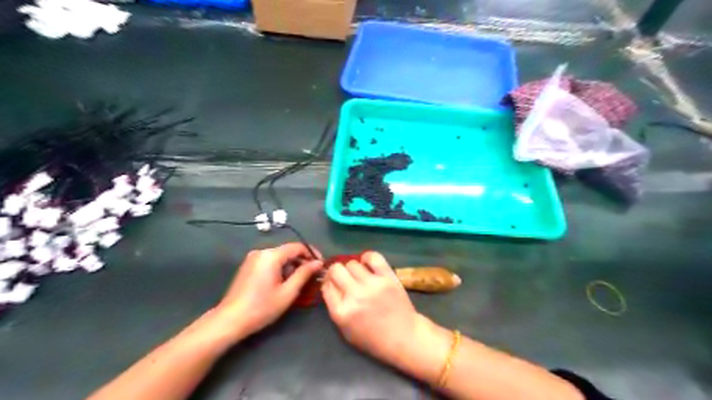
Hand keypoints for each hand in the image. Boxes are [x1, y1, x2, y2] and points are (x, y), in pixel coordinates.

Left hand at [211, 243, 323, 339]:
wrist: (230, 320)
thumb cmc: (261, 307)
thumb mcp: (288, 292)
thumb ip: (304, 274)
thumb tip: (319, 263)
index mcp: (271, 255)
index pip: (298, 246)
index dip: (312, 254)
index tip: (321, 265)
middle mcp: (262, 252)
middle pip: (288, 251)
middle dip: (302, 261)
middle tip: (313, 276)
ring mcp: (253, 258)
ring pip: (280, 257)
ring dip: (292, 266)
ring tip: (300, 282)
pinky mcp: (248, 266)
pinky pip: (270, 261)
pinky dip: (281, 268)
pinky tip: (284, 283)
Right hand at [323, 252, 427, 363]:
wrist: (404, 337)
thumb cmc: (373, 339)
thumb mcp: (345, 330)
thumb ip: (335, 307)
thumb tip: (330, 284)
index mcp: (341, 312)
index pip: (326, 286)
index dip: (328, 283)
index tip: (334, 284)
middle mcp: (354, 295)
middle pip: (336, 270)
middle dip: (336, 273)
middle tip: (344, 278)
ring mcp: (371, 284)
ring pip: (352, 263)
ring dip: (353, 269)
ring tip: (359, 275)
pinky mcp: (387, 277)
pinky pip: (373, 257)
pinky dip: (367, 257)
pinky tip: (367, 264)